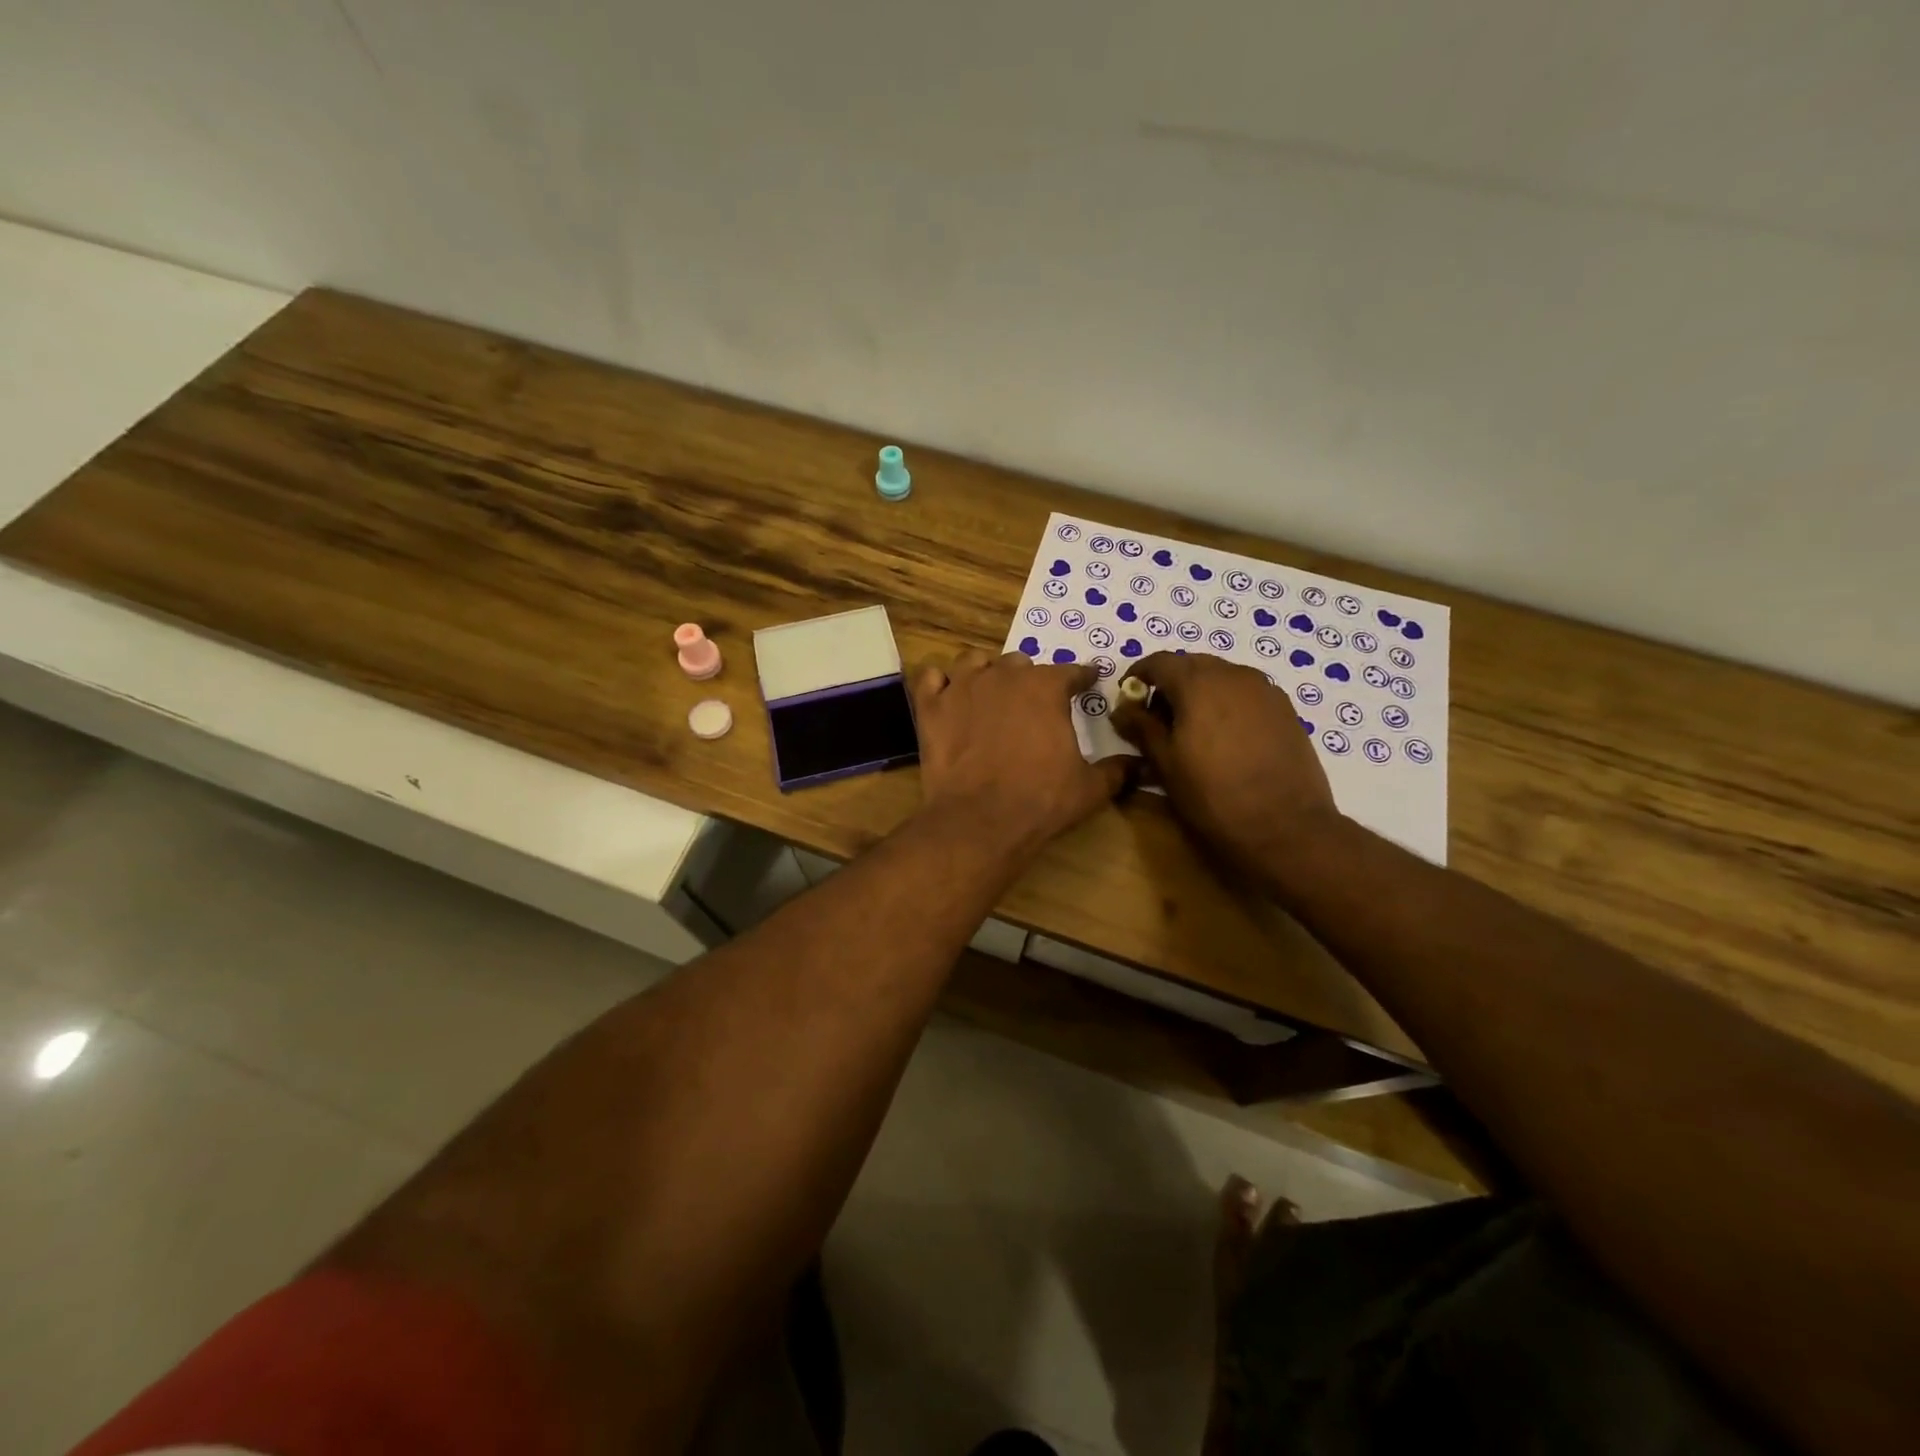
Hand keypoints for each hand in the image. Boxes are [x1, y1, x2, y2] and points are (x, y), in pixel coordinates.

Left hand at [911, 650, 1130, 857]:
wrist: (980, 820)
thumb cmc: (1041, 800)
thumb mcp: (1090, 788)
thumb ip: (1118, 770)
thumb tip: (1141, 765)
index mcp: (1046, 688)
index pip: (1071, 672)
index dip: (1082, 677)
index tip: (1088, 681)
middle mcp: (1004, 676)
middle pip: (1020, 663)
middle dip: (1030, 678)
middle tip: (1033, 702)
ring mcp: (962, 687)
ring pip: (974, 662)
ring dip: (985, 672)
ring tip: (989, 691)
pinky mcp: (931, 707)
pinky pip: (931, 678)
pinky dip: (940, 684)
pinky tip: (947, 697)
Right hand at [1111, 652, 1338, 874]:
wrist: (1286, 827)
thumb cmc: (1213, 795)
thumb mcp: (1165, 763)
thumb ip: (1140, 727)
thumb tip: (1121, 708)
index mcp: (1199, 682)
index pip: (1159, 661)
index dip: (1138, 675)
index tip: (1127, 700)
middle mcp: (1234, 674)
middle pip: (1192, 665)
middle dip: (1169, 685)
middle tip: (1156, 720)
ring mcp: (1265, 690)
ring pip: (1221, 678)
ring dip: (1198, 694)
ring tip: (1191, 732)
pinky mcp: (1285, 710)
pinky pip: (1245, 694)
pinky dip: (1226, 704)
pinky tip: (1224, 740)